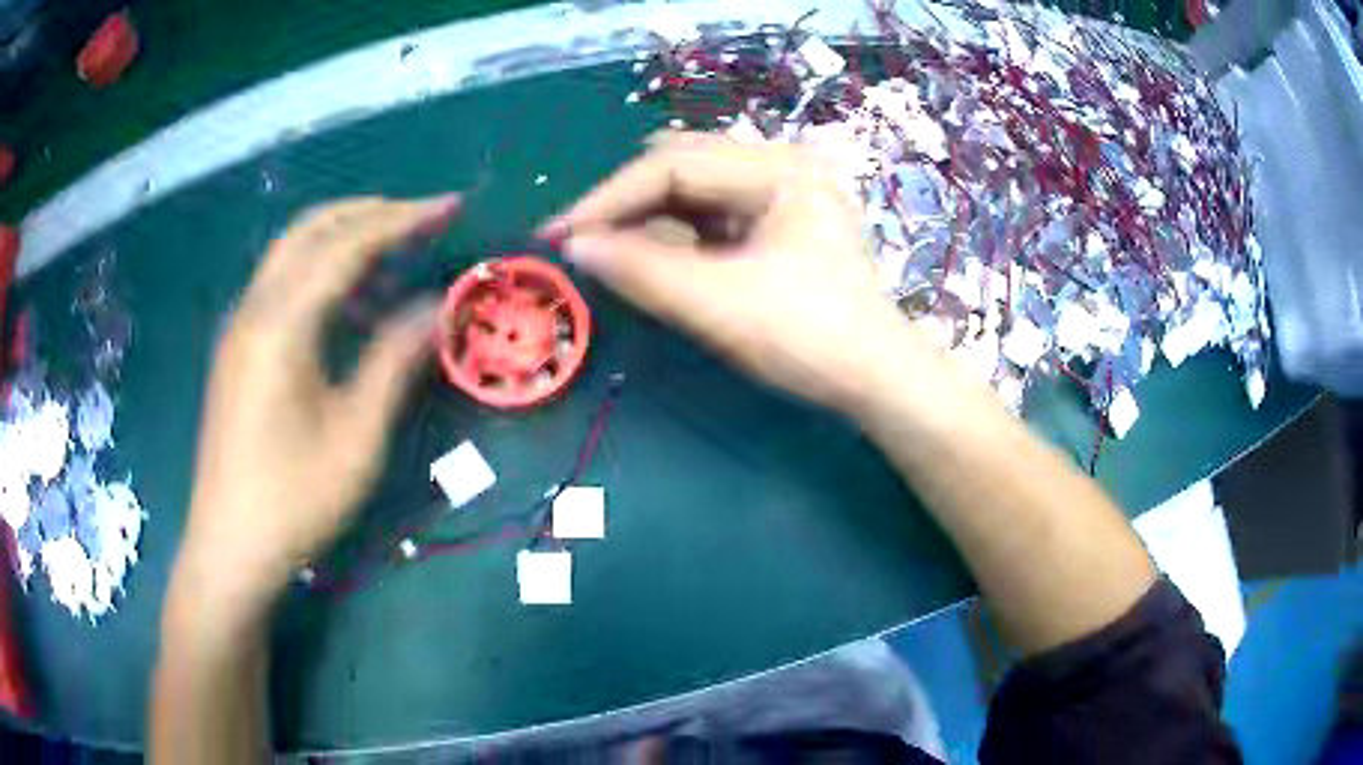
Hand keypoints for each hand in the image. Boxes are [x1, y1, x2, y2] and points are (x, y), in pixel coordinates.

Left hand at [179, 195, 456, 597]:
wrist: (229, 546)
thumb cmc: (294, 499)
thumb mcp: (356, 436)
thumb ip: (394, 360)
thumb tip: (435, 306)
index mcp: (282, 323)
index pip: (348, 244)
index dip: (403, 220)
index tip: (450, 207)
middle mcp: (255, 308)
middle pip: (313, 229)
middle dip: (370, 212)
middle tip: (423, 218)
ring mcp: (240, 326)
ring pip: (292, 251)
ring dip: (343, 235)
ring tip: (393, 249)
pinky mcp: (237, 348)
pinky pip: (281, 283)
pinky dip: (320, 269)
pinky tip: (347, 299)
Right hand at [540, 133, 918, 410]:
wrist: (876, 379)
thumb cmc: (812, 337)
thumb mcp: (720, 304)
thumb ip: (643, 270)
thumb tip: (574, 246)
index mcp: (776, 168)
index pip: (673, 165)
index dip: (609, 199)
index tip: (559, 235)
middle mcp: (777, 166)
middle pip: (680, 166)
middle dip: (625, 204)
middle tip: (578, 243)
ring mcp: (778, 192)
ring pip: (691, 189)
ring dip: (645, 218)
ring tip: (607, 253)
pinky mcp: (774, 221)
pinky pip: (708, 214)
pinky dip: (672, 233)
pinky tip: (650, 257)